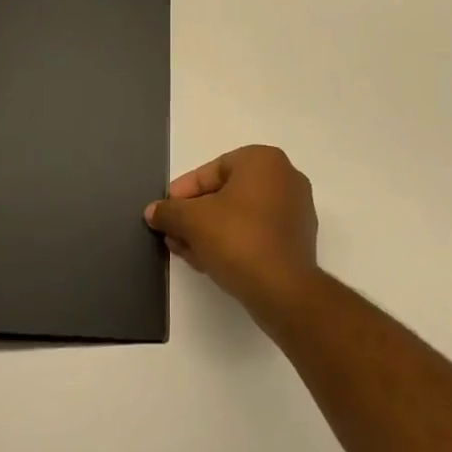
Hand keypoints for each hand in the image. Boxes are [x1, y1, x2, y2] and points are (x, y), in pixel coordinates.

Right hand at [145, 145, 318, 317]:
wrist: (283, 290)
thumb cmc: (238, 239)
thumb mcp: (192, 221)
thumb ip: (169, 211)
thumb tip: (153, 211)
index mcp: (264, 160)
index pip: (212, 170)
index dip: (183, 192)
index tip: (166, 212)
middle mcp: (285, 177)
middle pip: (227, 193)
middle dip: (196, 215)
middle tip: (173, 233)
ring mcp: (296, 209)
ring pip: (241, 215)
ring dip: (210, 231)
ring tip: (185, 251)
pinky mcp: (298, 240)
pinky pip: (257, 232)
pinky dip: (233, 242)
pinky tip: (209, 261)